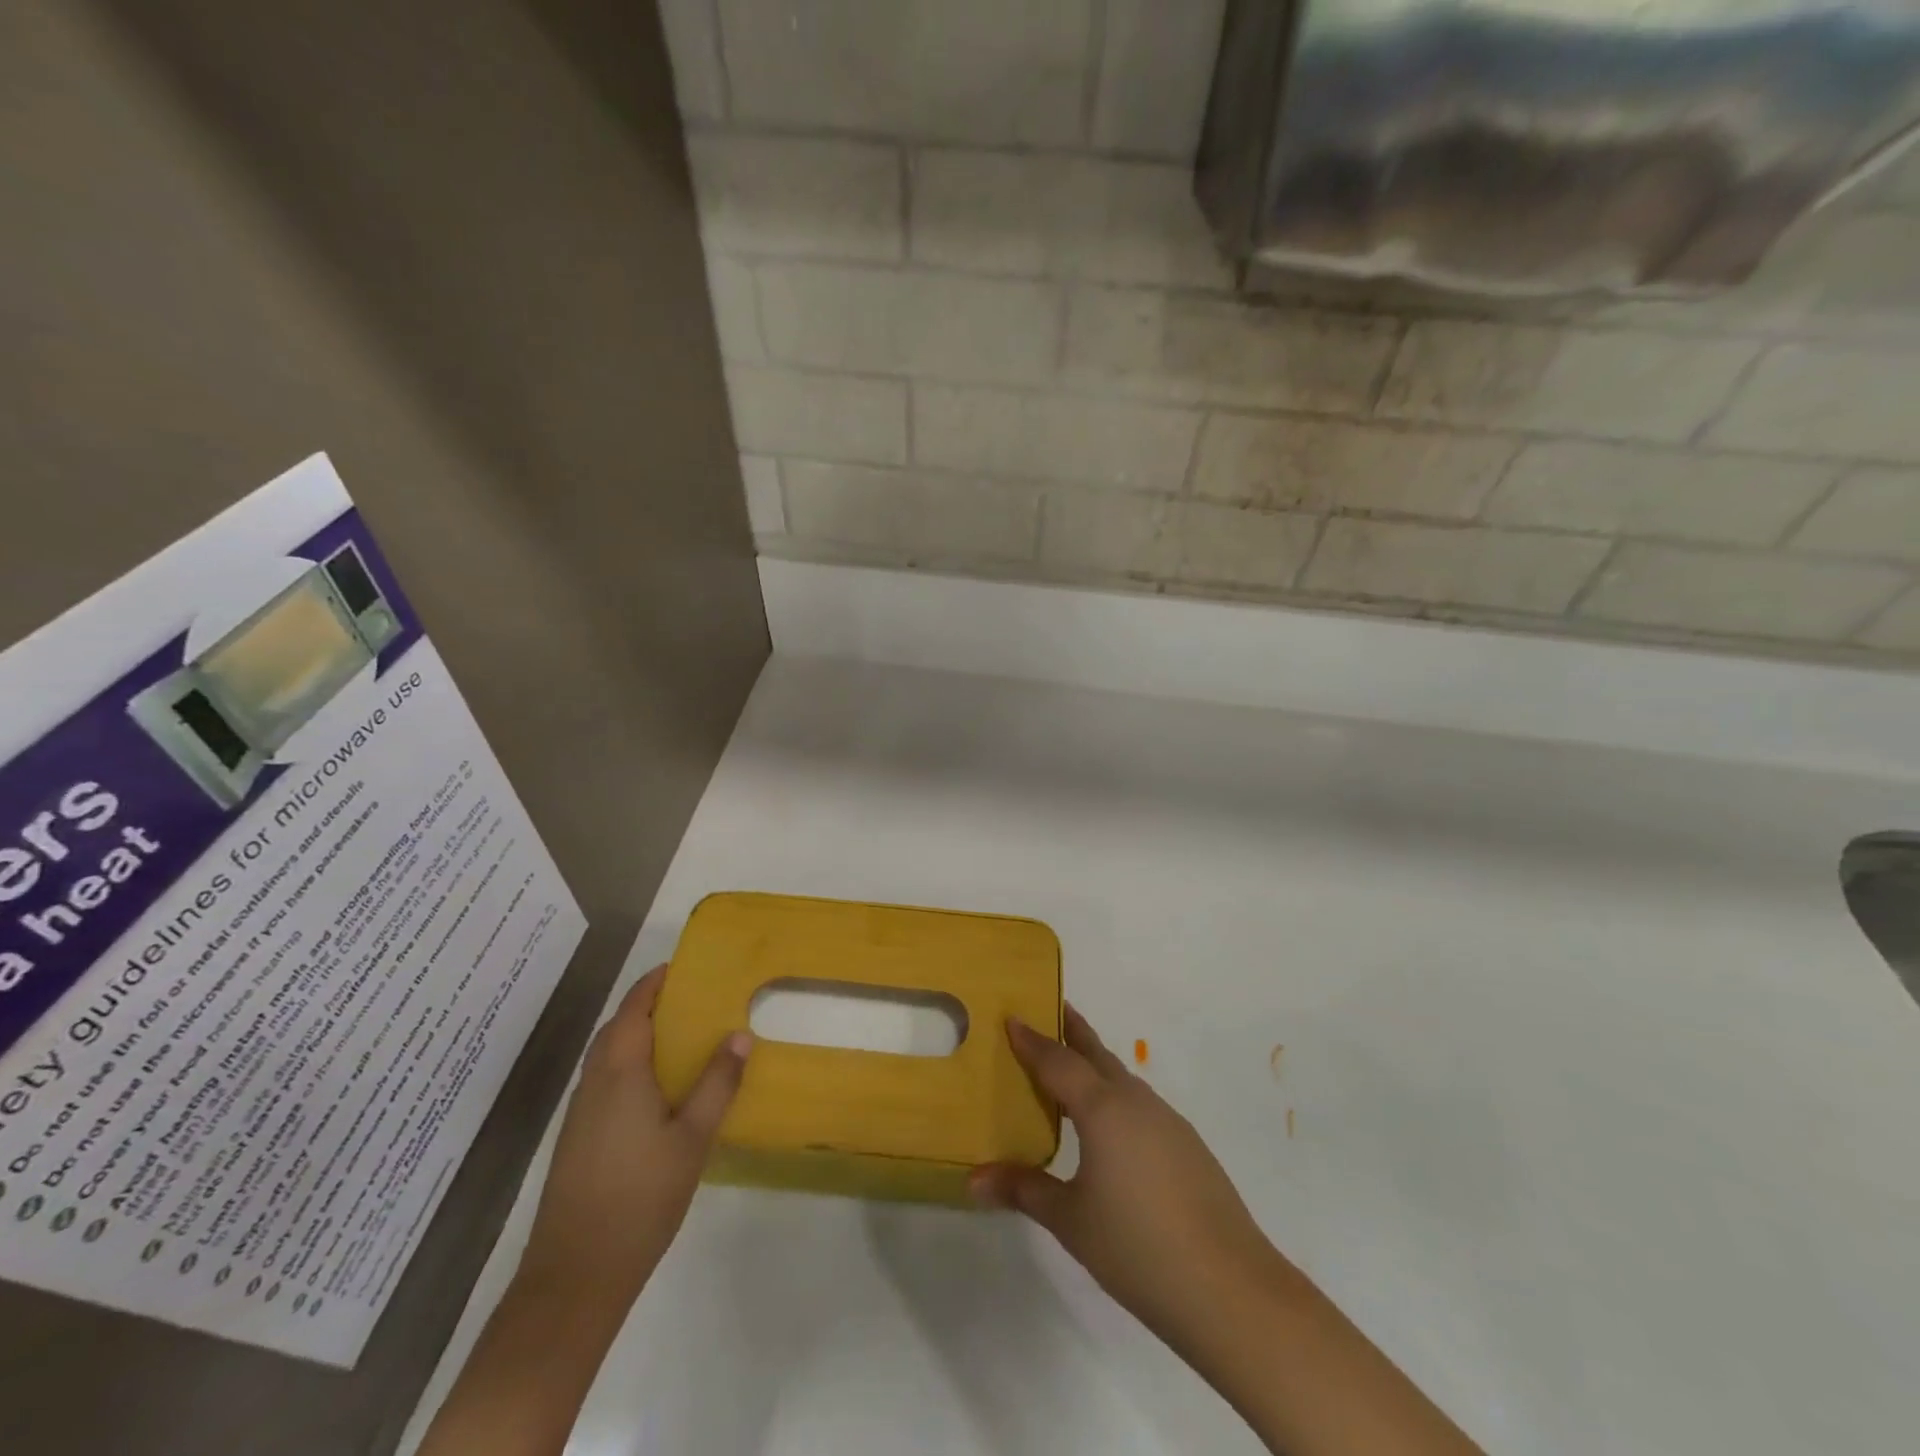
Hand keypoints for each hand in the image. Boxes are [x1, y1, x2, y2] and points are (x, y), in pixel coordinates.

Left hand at [515, 964, 750, 1313]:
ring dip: (636, 1036)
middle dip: (647, 1006)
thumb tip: (739, 1035)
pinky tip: (657, 1089)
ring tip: (680, 1037)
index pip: (632, 1009)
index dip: (654, 983)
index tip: (683, 967)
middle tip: (690, 1000)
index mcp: (619, 1072)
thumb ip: (716, 1084)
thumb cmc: (640, 1198)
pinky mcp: (577, 1139)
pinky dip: (629, 1066)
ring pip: (607, 1057)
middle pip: (616, 1029)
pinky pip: (605, 1082)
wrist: (574, 1278)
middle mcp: (593, 1083)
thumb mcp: (692, 1138)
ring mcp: (580, 1113)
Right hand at [971, 1006, 1289, 1350]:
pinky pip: (1139, 1104)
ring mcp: (1167, 1121)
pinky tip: (1108, 1126)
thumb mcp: (1070, 1221)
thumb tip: (973, 1179)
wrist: (1230, 1289)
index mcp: (1103, 1108)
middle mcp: (1135, 1101)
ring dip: (1093, 1064)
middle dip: (1070, 1030)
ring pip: (1120, 1078)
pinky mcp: (1186, 1145)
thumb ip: (1024, 1190)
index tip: (1011, 1016)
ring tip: (1068, 1070)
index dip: (1032, 1039)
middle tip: (1046, 1010)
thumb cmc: (1138, 1248)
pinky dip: (1114, 1096)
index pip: (1058, 1060)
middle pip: (1096, 1053)